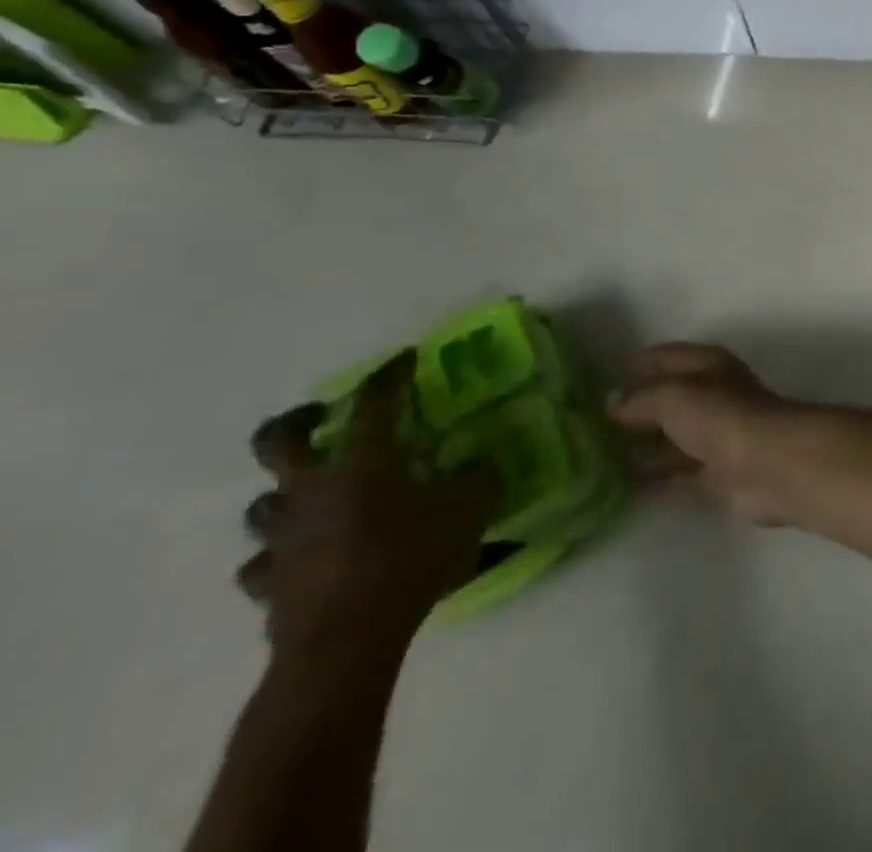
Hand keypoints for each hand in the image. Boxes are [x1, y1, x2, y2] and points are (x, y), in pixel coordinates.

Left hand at [240, 351, 496, 659]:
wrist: (345, 642)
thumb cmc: (409, 558)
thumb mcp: (469, 507)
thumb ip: (478, 477)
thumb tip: (480, 462)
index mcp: (361, 462)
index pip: (373, 402)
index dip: (390, 375)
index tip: (405, 359)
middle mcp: (310, 490)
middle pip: (277, 442)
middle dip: (298, 422)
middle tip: (322, 417)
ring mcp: (280, 539)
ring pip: (262, 505)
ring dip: (285, 495)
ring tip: (313, 497)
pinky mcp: (267, 583)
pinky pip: (262, 562)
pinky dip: (279, 556)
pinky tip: (300, 559)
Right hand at [607, 343, 798, 524]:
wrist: (770, 464)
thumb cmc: (722, 417)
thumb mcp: (673, 397)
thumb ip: (640, 399)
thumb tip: (612, 403)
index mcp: (708, 365)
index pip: (666, 357)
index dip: (637, 365)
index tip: (598, 379)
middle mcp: (712, 394)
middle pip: (667, 397)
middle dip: (632, 408)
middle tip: (585, 424)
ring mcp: (715, 433)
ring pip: (670, 435)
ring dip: (639, 444)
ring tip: (593, 455)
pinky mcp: (715, 471)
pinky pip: (675, 469)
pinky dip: (652, 474)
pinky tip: (619, 483)